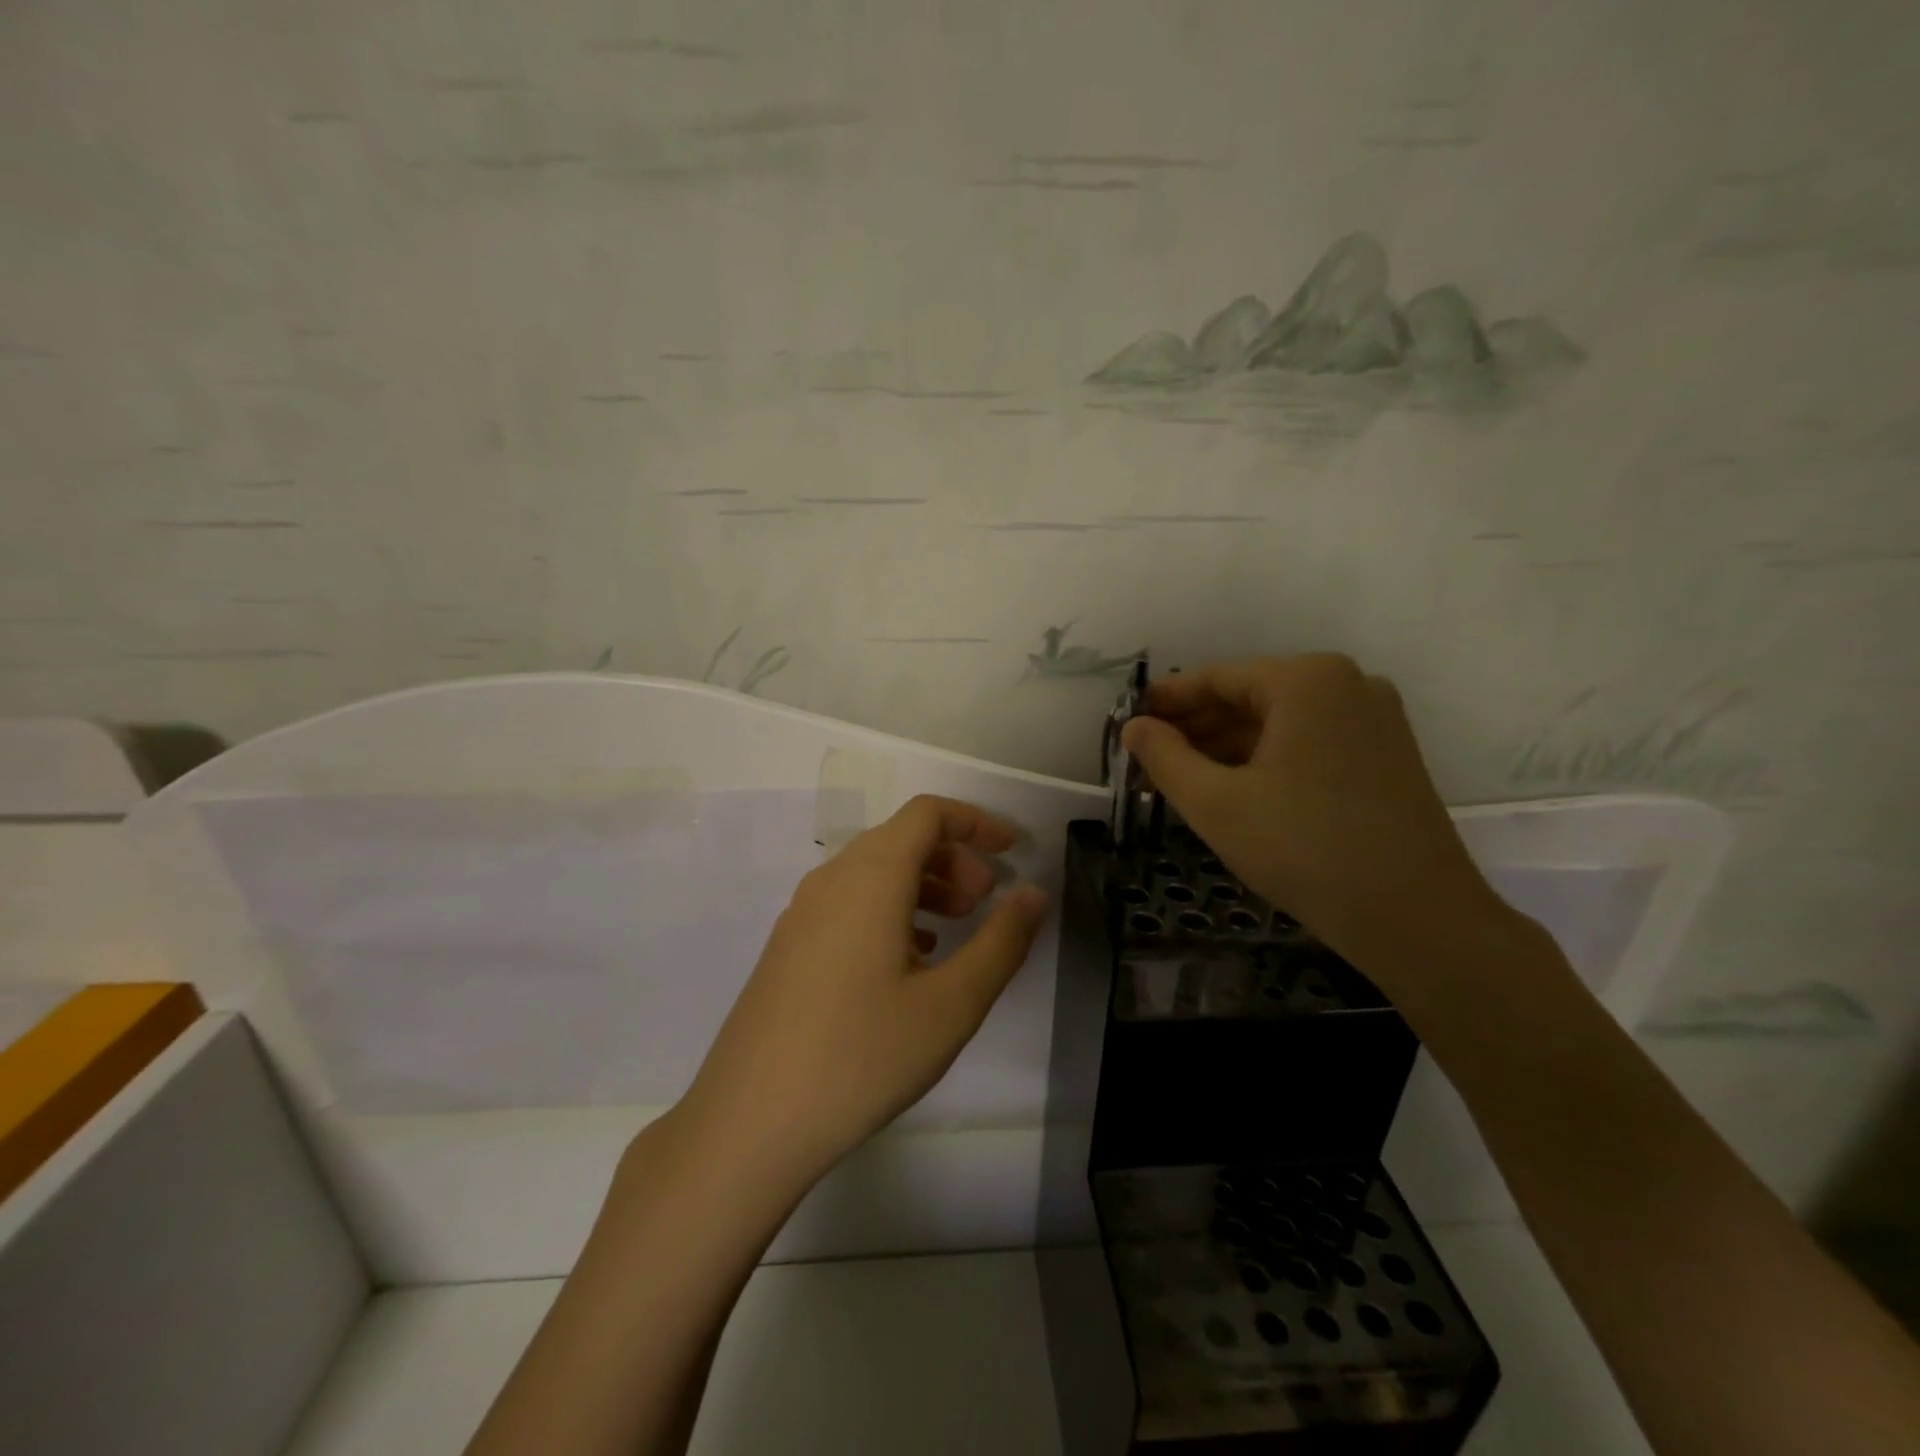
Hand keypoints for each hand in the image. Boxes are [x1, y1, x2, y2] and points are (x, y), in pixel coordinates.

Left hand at [680, 794, 1049, 1187]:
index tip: (1012, 851)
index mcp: (870, 877)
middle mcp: (830, 881)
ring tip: (956, 929)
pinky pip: (849, 903)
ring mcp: (802, 913)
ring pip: (873, 872)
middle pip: (900, 839)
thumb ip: (1001, 941)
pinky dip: (890, 909)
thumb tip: (1033, 893)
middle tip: (987, 901)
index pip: (927, 814)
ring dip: (923, 884)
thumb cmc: (862, 1056)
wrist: (750, 1122)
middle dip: (954, 857)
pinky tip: (910, 959)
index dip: (976, 822)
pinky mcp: (789, 947)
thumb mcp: (951, 1004)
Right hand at [1122, 654, 1506, 986]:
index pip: (1216, 679)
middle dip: (1195, 730)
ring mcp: (1374, 719)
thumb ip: (1164, 757)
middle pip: (1249, 697)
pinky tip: (1232, 790)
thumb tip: (1134, 727)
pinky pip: (1309, 743)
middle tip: (1149, 762)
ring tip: (1181, 781)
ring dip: (1227, 748)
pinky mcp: (1386, 754)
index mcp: (1307, 680)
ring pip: (1279, 723)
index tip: (1129, 725)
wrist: (1416, 918)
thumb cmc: (1303, 848)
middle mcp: (1346, 684)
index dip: (1166, 702)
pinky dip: (1266, 761)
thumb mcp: (1215, 803)